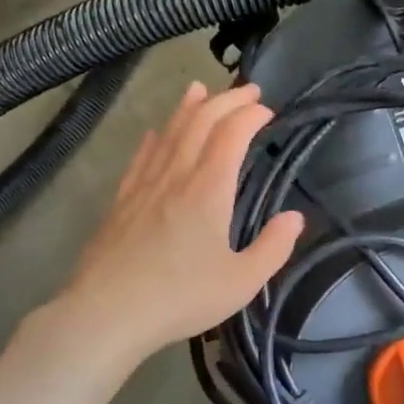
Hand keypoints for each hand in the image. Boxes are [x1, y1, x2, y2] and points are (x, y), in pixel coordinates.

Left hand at [60, 80, 302, 361]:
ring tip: (200, 89)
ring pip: (168, 132)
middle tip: (247, 90)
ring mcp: (144, 186)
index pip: (231, 134)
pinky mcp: (121, 201)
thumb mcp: (241, 282)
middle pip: (199, 122)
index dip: (250, 114)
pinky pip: (142, 157)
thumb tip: (295, 218)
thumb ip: (273, 247)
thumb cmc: (180, 299)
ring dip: (188, 108)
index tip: (267, 110)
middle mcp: (175, 176)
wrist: (107, 314)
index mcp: (208, 190)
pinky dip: (155, 137)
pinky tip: (155, 133)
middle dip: (226, 100)